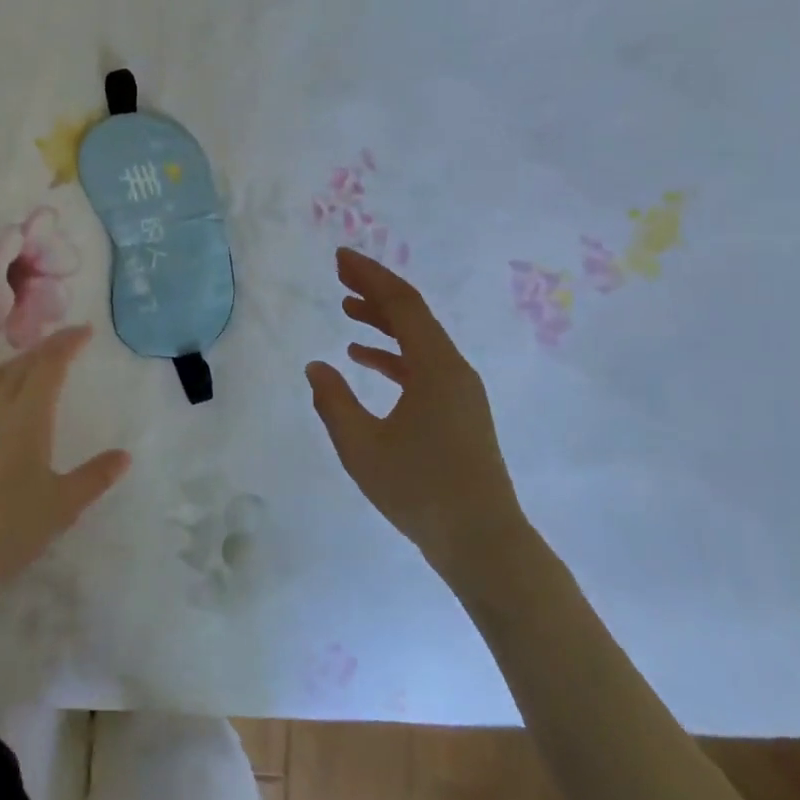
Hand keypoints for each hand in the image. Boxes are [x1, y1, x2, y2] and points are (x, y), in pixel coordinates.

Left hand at [0, 325, 128, 648]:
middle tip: (63, 344)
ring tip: (30, 367)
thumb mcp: (62, 506)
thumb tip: (124, 455)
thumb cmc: (10, 530)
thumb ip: (94, 476)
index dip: (67, 343)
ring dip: (15, 364)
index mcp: (26, 417)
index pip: (48, 365)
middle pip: (19, 365)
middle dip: (44, 348)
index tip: (85, 330)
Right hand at [306, 249, 531, 589]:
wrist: (482, 541)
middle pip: (413, 315)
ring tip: (347, 308)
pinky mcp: (459, 411)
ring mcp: (460, 390)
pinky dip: (393, 354)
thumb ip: (334, 402)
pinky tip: (364, 359)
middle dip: (375, 290)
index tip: (341, 257)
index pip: (401, 304)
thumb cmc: (420, 491)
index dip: (370, 275)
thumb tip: (317, 367)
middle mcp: (453, 369)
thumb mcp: (362, 446)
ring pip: (418, 340)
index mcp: (435, 367)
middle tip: (340, 273)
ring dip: (383, 321)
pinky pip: (423, 365)